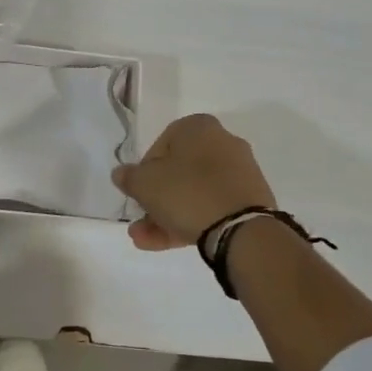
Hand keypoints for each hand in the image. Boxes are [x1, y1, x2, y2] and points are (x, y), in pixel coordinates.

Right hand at [111, 114, 275, 251]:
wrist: (241, 229)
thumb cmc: (187, 193)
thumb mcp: (144, 184)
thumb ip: (129, 177)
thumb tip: (122, 174)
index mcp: (198, 127)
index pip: (161, 145)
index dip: (144, 171)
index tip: (139, 192)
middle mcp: (223, 142)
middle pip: (179, 172)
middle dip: (155, 201)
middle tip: (140, 222)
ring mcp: (239, 172)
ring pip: (194, 193)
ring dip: (167, 216)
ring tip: (146, 241)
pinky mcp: (250, 200)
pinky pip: (212, 206)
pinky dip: (191, 221)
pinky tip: (170, 243)